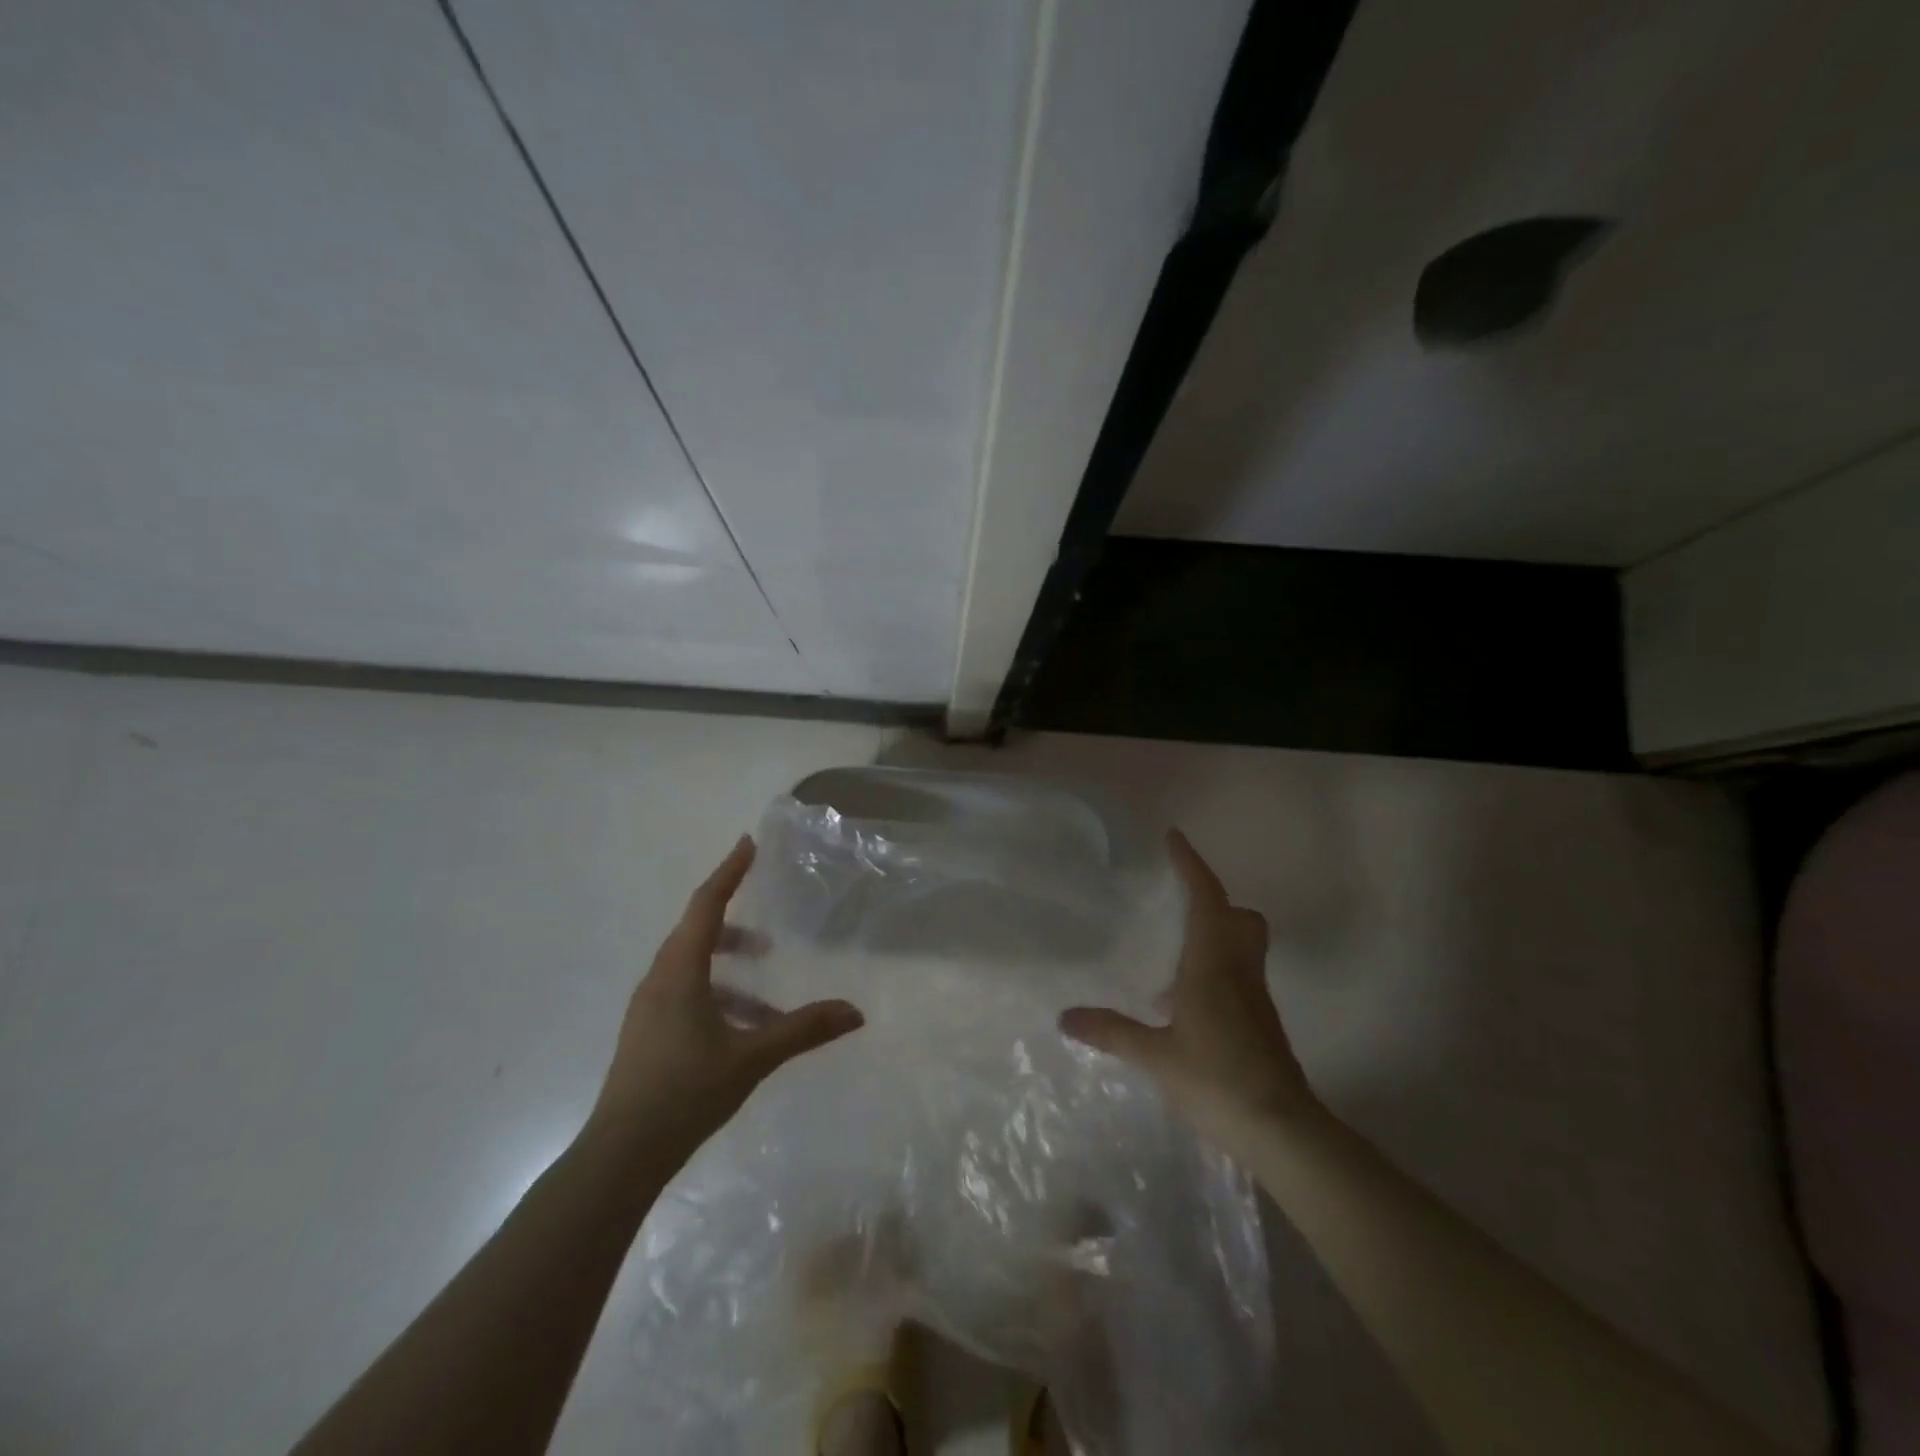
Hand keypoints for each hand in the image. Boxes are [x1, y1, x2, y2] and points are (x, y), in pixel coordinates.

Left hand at [589, 835, 864, 1156]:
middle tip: (770, 934)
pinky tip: (746, 1032)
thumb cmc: (685, 1091)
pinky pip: (687, 995)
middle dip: (734, 924)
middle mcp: (659, 980)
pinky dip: (719, 997)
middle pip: (697, 933)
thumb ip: (803, 1029)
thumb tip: (855, 1012)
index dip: (729, 872)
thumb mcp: (752, 1056)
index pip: (706, 905)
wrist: (621, 1155)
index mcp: (679, 972)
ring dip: (730, 971)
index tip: (747, 844)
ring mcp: (649, 1009)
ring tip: (769, 995)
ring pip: (692, 969)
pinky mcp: (648, 1034)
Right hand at [1060, 830, 1313, 1147]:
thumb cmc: (1218, 1080)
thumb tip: (1065, 1016)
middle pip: (1240, 917)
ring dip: (1214, 933)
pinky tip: (1182, 1000)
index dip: (1191, 865)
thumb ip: (1112, 1032)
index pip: (1207, 899)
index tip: (1174, 838)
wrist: (1282, 1130)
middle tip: (1177, 901)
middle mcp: (1240, 971)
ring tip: (1171, 949)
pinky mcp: (1260, 1021)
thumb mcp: (1156, 1057)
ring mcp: (1254, 997)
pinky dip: (1214, 968)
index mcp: (1214, 965)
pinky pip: (1238, 974)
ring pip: (1243, 945)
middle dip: (1213, 900)